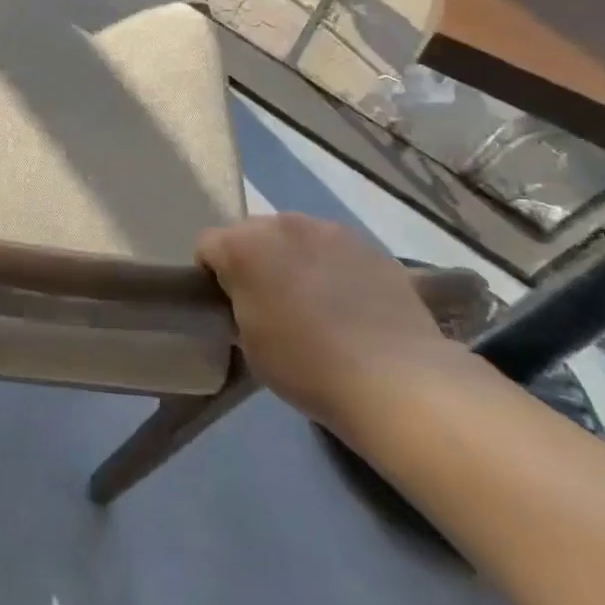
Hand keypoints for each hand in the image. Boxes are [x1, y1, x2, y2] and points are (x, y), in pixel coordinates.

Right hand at [198, 215, 463, 429]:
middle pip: (251, 233)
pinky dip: (331, 266)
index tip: (228, 305)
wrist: (397, 380)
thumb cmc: (306, 365)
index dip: (212, 275)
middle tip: (269, 302)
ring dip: (292, 258)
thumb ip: (239, 305)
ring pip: (294, 237)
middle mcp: (281, 224)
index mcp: (242, 246)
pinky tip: (348, 302)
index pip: (207, 246)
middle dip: (253, 260)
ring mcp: (329, 230)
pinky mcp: (369, 244)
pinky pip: (334, 249)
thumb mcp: (248, 342)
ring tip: (314, 300)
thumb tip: (248, 299)